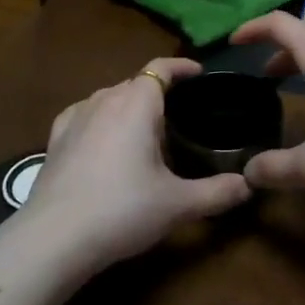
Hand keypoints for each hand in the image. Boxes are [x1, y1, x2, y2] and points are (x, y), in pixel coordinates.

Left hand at [19, 57, 251, 273]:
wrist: (55, 237)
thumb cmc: (123, 210)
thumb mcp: (178, 204)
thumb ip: (217, 193)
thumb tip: (248, 186)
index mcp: (137, 103)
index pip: (161, 69)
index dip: (182, 67)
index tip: (198, 74)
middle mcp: (105, 99)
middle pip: (136, 83)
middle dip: (158, 93)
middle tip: (178, 118)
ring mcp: (76, 116)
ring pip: (109, 97)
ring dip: (128, 106)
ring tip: (143, 132)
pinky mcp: (55, 138)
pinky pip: (84, 114)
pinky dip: (100, 119)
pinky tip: (102, 140)